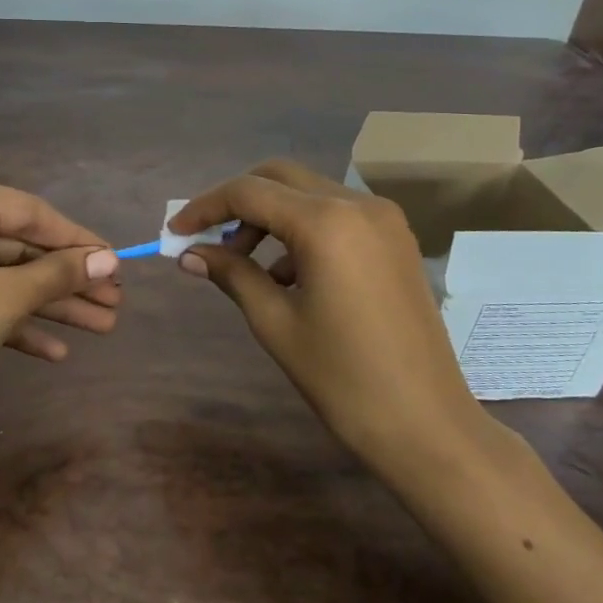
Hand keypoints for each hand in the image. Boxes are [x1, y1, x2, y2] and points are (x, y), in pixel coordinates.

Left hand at [0, 171, 120, 441]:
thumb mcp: (2, 301)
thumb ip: (58, 274)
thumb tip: (110, 260)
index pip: (29, 212)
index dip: (78, 240)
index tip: (119, 263)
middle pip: (17, 245)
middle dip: (66, 279)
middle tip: (115, 302)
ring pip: (1, 274)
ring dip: (48, 303)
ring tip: (103, 325)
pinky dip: (13, 320)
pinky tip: (56, 351)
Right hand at [170, 160, 493, 480]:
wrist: (427, 425)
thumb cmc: (343, 378)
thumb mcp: (275, 322)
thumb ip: (231, 274)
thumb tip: (190, 254)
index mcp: (326, 222)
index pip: (248, 192)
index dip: (204, 207)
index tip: (175, 232)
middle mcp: (358, 204)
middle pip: (279, 177)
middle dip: (237, 203)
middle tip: (209, 241)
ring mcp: (384, 219)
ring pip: (308, 193)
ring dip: (269, 216)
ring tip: (245, 264)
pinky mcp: (396, 239)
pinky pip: (336, 214)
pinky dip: (302, 229)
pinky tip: (288, 276)